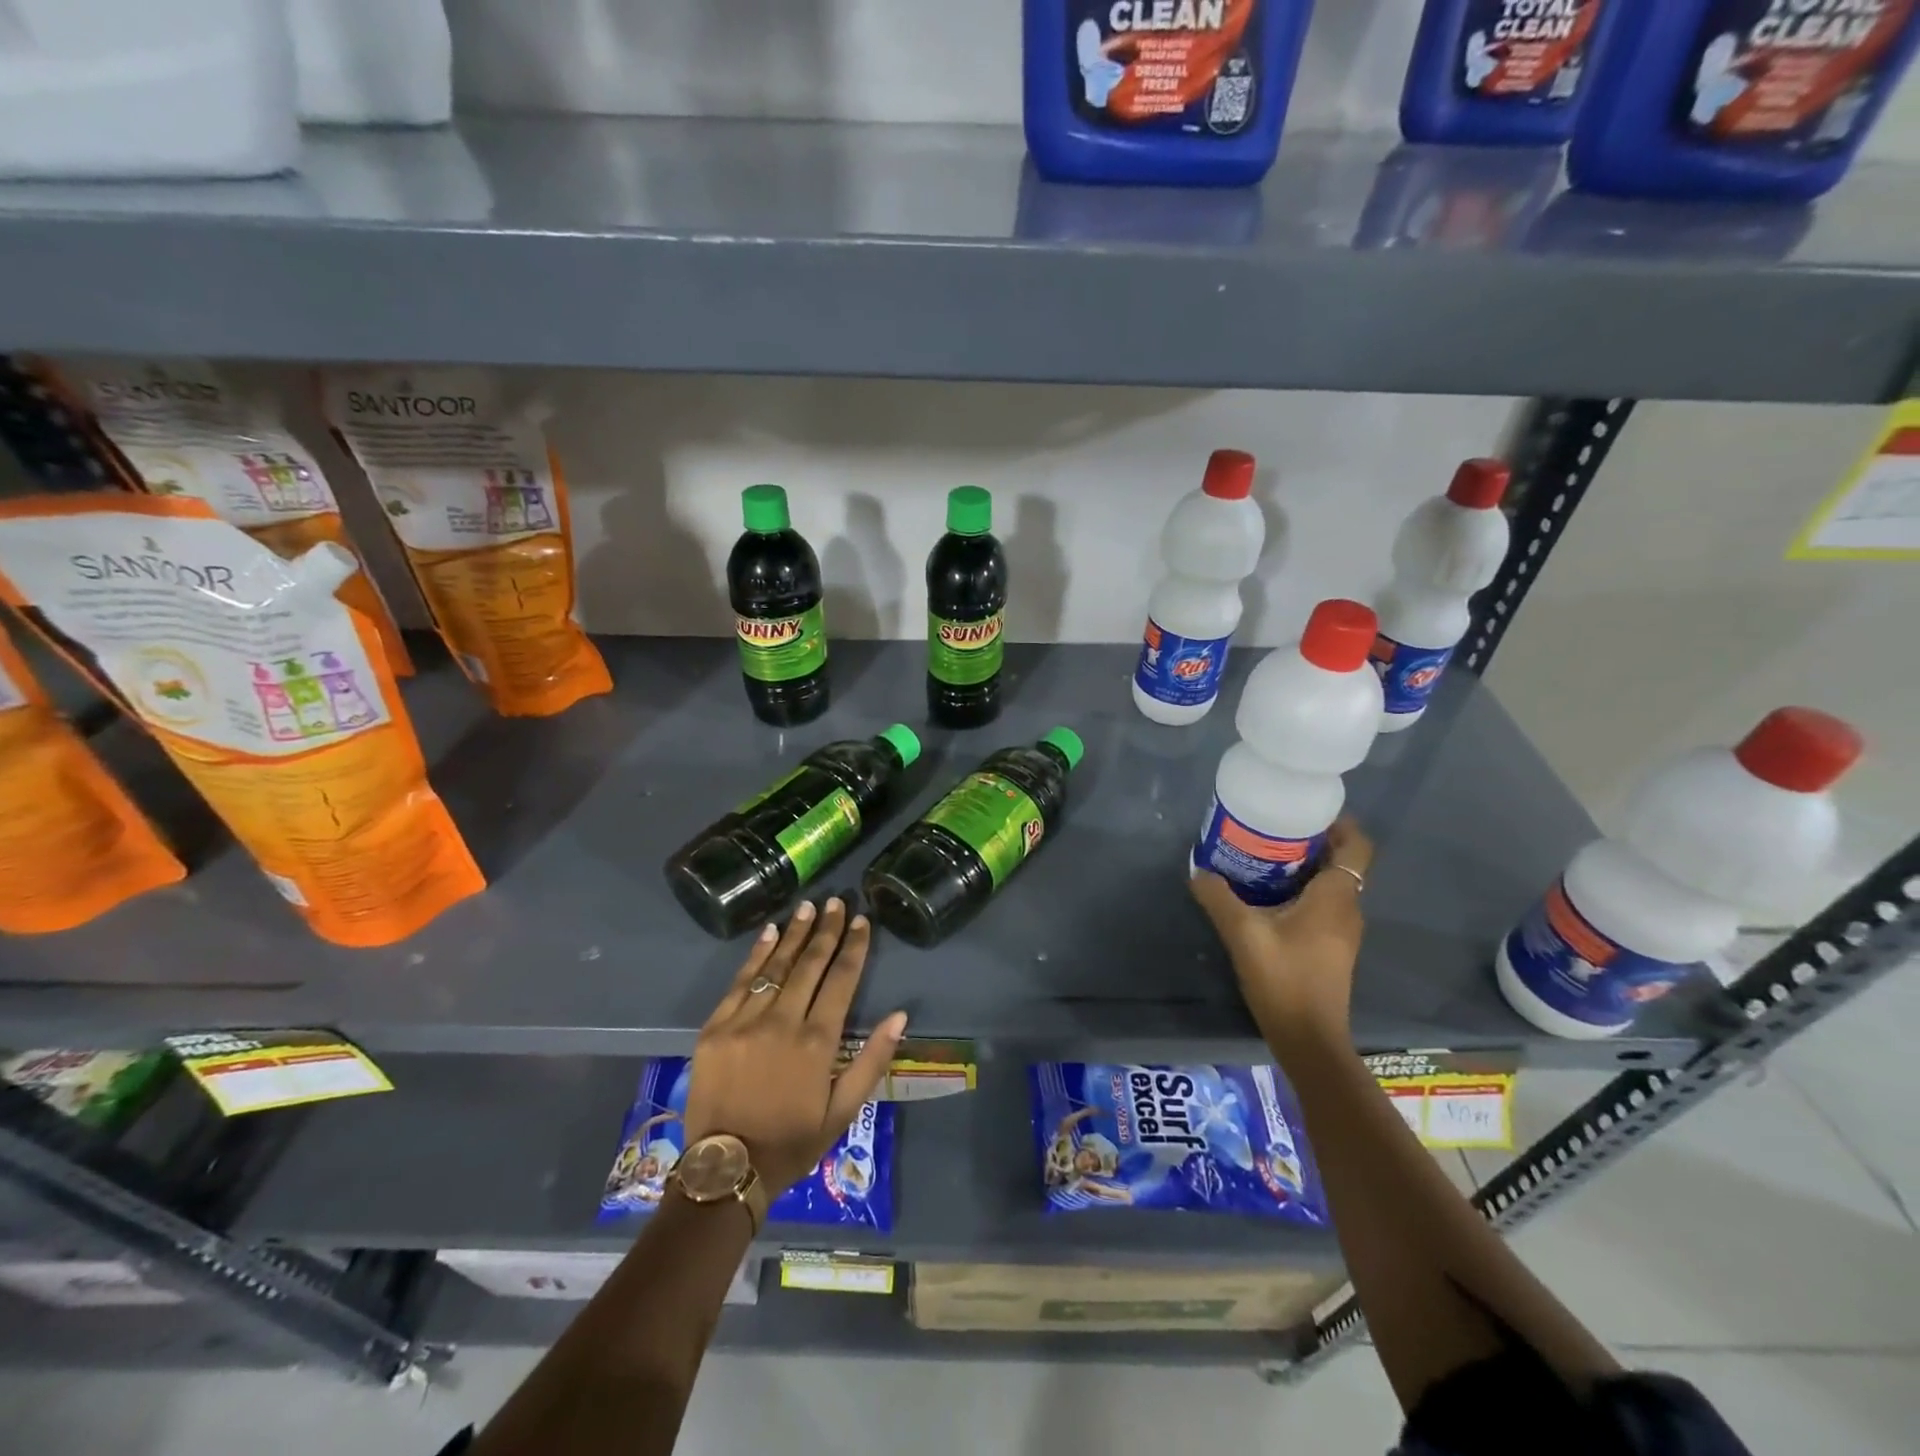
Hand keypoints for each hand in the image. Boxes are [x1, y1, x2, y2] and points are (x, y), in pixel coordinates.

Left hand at [683, 899, 907, 1195]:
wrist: (726, 1169)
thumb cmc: (792, 1142)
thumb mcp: (843, 1111)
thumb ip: (872, 1060)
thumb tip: (900, 1016)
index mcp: (817, 1042)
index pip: (842, 980)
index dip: (854, 947)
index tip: (862, 921)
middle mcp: (783, 1022)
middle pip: (810, 965)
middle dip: (827, 931)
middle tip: (837, 902)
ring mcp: (746, 1022)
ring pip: (777, 967)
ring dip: (796, 934)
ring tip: (809, 908)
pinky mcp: (716, 1028)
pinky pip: (740, 982)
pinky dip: (757, 955)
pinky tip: (770, 932)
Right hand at [1189, 816, 1374, 1056]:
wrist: (1308, 1038)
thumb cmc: (1283, 978)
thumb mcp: (1242, 933)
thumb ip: (1218, 897)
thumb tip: (1197, 870)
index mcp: (1336, 897)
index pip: (1357, 846)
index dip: (1340, 824)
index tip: (1306, 811)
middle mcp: (1347, 909)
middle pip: (1341, 862)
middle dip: (1311, 841)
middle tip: (1273, 829)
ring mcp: (1342, 931)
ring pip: (1331, 884)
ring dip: (1304, 867)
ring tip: (1264, 857)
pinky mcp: (1331, 948)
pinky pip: (1323, 904)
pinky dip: (1301, 890)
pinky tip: (1267, 895)